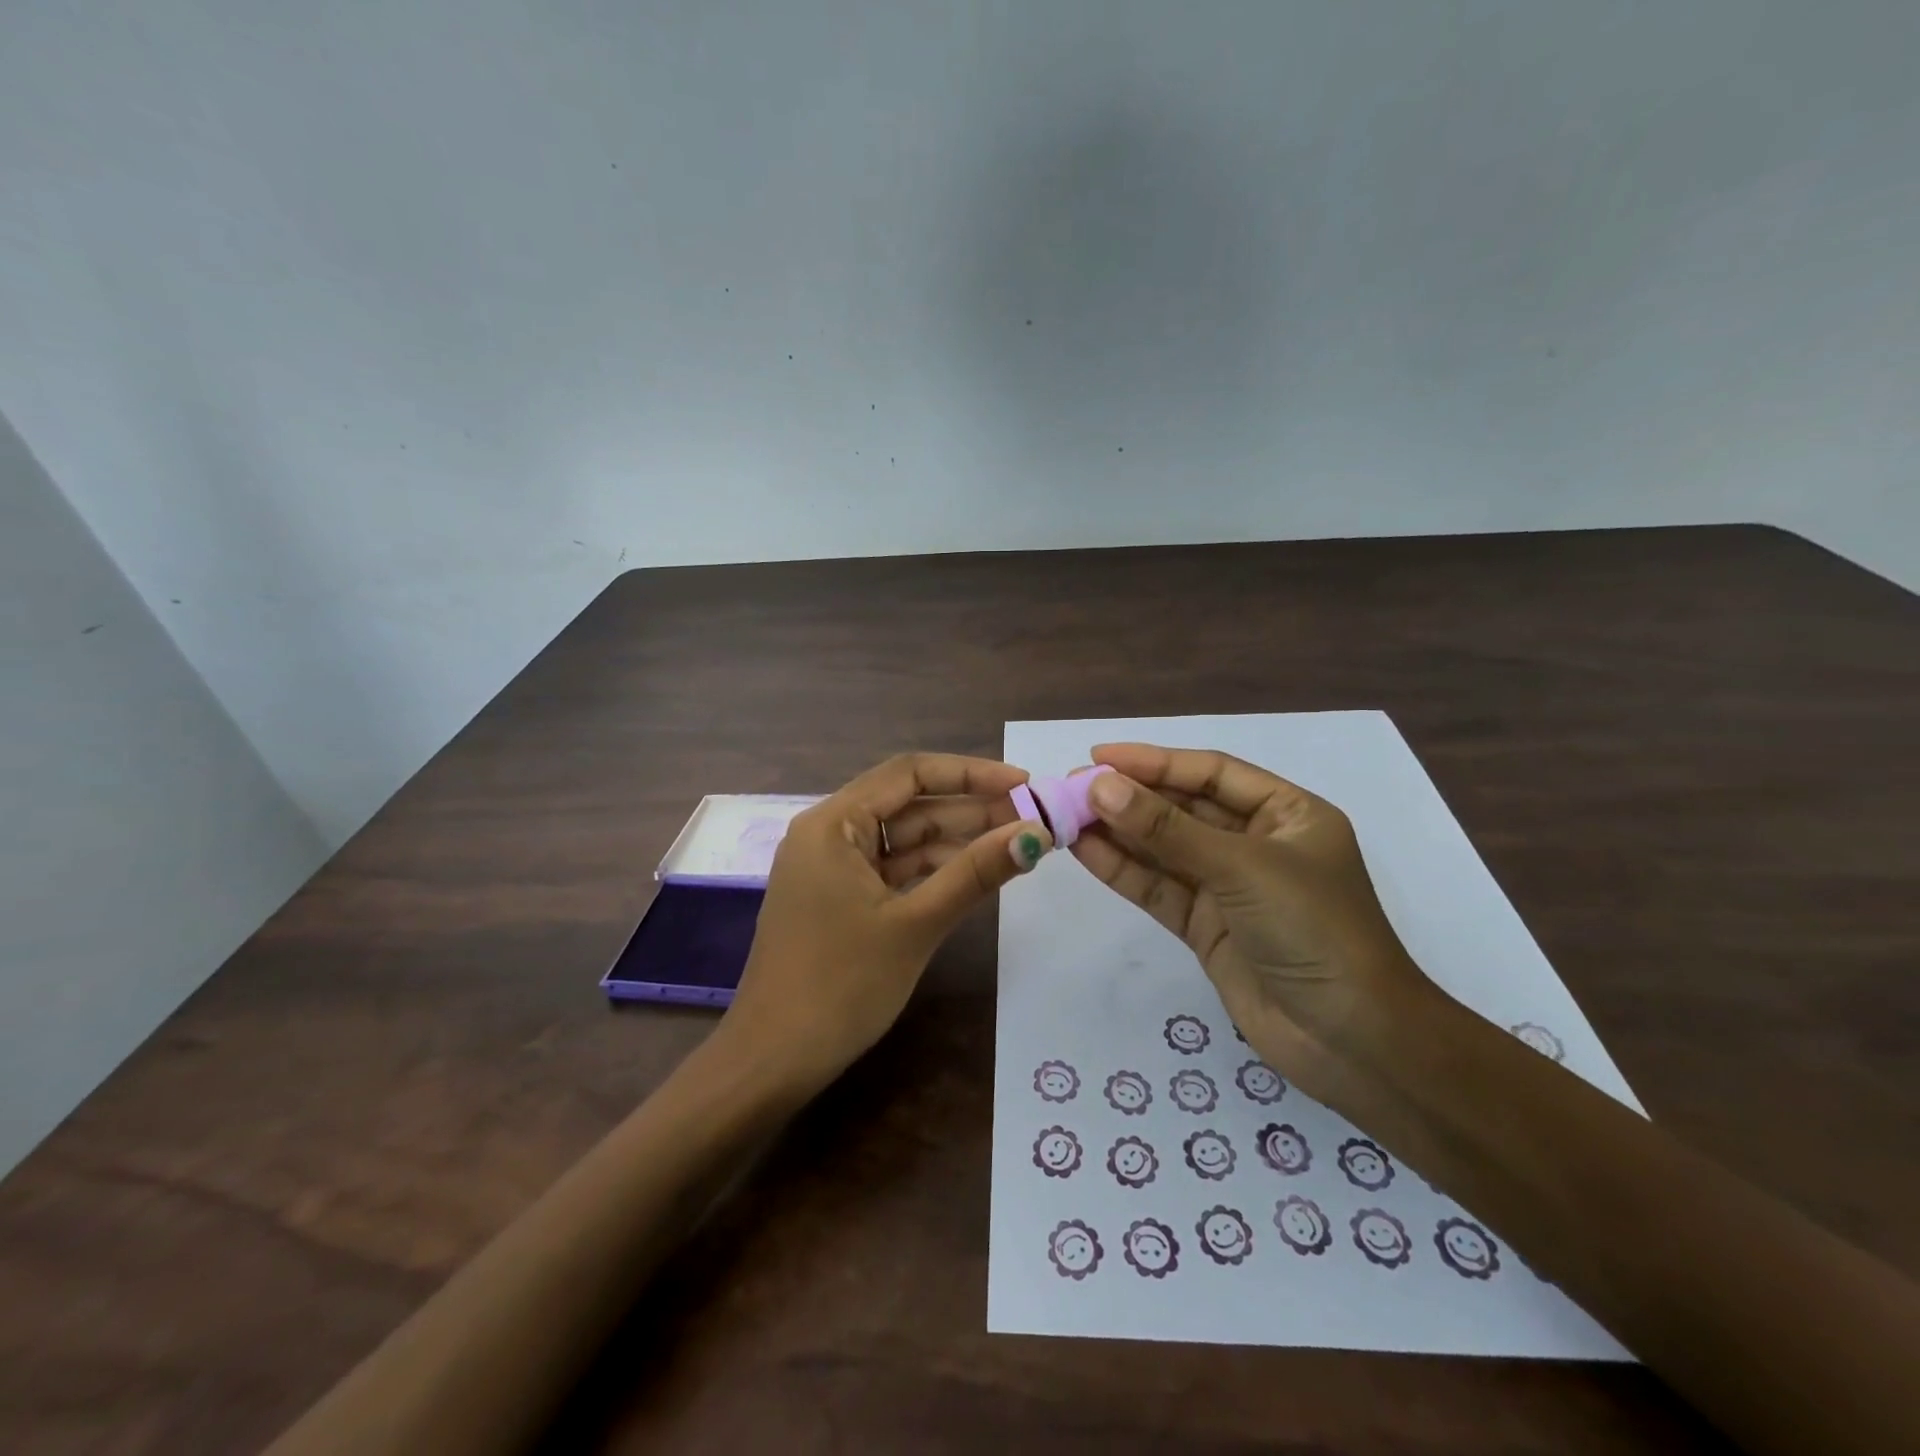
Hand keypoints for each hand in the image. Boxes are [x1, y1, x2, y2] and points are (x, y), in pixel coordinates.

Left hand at [721, 753, 1051, 1092]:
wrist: (773, 1061)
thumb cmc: (841, 985)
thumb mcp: (916, 924)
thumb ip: (975, 872)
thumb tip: (1035, 833)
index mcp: (832, 823)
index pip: (909, 773)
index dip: (970, 773)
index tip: (1022, 783)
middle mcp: (827, 833)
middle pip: (908, 804)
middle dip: (969, 810)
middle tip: (1031, 818)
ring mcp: (831, 868)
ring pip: (903, 839)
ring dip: (955, 841)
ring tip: (1015, 844)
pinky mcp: (838, 898)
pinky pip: (892, 869)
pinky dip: (932, 870)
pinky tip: (975, 874)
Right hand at [1070, 743, 1435, 1104]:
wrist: (1352, 1042)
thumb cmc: (1313, 930)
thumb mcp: (1241, 868)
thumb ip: (1167, 829)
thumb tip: (1100, 786)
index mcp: (1286, 814)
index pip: (1211, 773)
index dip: (1154, 761)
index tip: (1099, 756)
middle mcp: (1257, 844)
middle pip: (1183, 808)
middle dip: (1130, 797)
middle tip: (1072, 786)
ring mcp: (1229, 888)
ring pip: (1165, 849)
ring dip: (1119, 832)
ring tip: (1066, 815)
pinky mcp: (1207, 927)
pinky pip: (1159, 889)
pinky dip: (1123, 871)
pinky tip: (1085, 850)